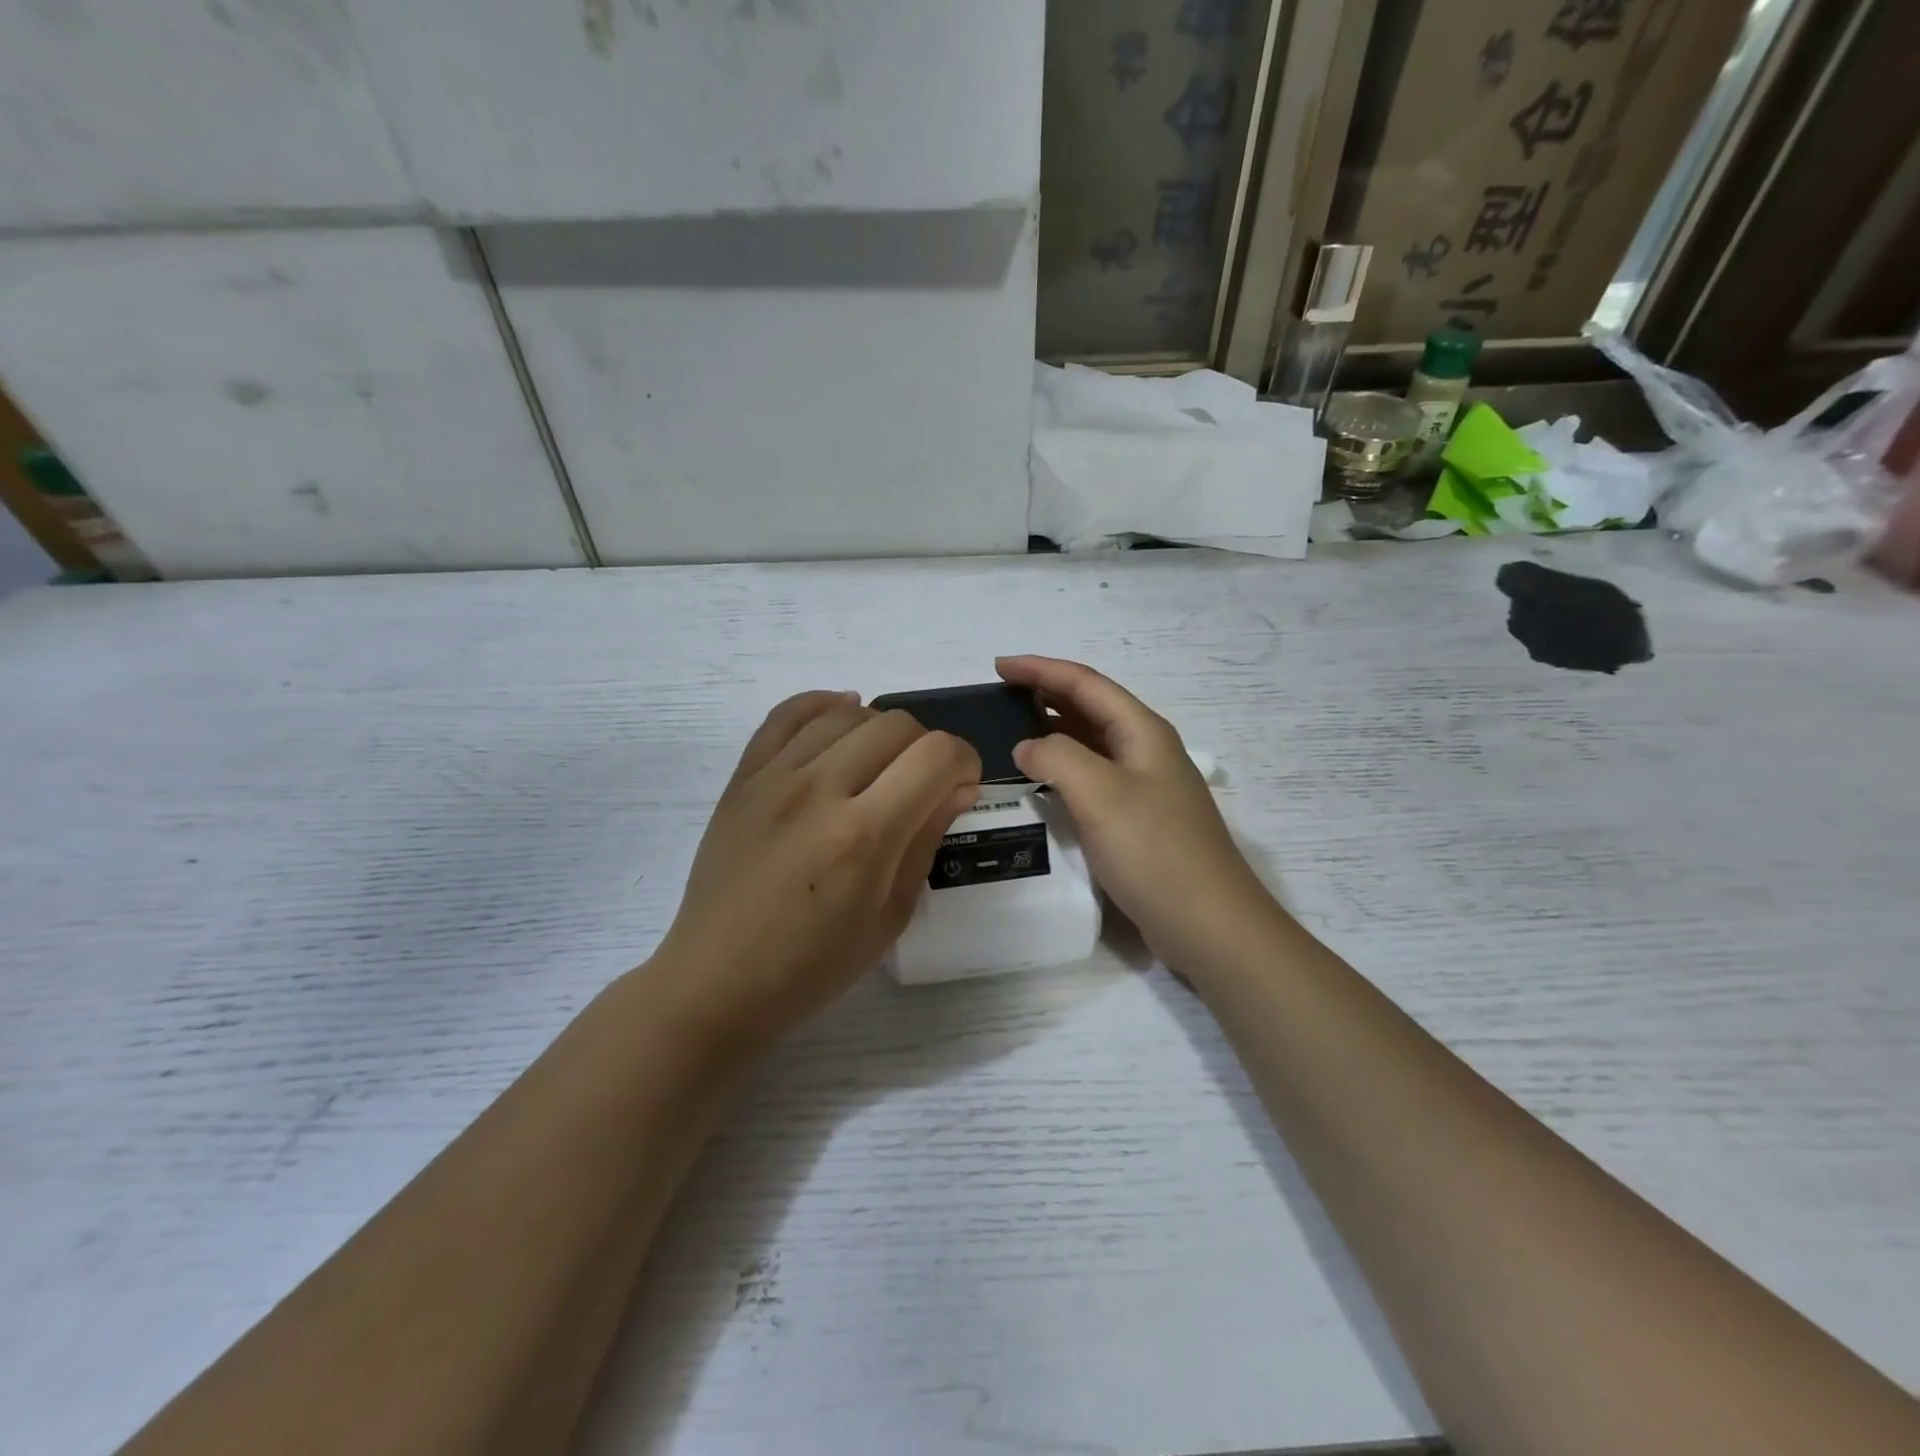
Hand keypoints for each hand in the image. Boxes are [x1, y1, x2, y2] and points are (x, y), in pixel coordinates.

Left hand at [655, 692, 980, 1046]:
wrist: (718, 979)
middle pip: (897, 726)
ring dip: (881, 730)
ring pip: (847, 714)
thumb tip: (958, 786)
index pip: (936, 756)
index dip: (965, 761)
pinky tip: (843, 713)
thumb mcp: (891, 915)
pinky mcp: (743, 776)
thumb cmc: (814, 964)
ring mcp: (775, 777)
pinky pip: (787, 714)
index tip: (961, 785)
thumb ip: (926, 838)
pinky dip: (824, 703)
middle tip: (922, 784)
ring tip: (882, 763)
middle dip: (927, 748)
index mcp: (865, 835)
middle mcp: (820, 790)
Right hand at [996, 656, 1274, 966]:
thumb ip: (1056, 757)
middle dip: (1046, 695)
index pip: (1085, 683)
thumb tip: (1027, 747)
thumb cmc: (1154, 850)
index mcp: (1142, 731)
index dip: (1041, 670)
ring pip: (1091, 744)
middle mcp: (1145, 751)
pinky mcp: (1137, 821)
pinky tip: (1039, 783)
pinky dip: (1062, 770)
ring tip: (1011, 733)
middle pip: (1090, 708)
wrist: (1208, 924)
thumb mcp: (1099, 793)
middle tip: (999, 698)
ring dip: (1053, 732)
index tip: (998, 667)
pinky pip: (1092, 779)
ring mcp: (1144, 787)